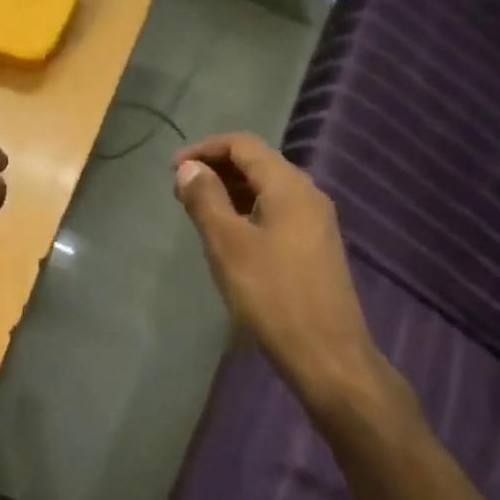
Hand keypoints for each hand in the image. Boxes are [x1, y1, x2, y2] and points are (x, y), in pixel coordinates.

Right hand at [173, 132, 383, 404]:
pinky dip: (248, 210)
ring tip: (198, 210)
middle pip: (257, 162)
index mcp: (288, 186)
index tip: (172, 170)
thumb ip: (205, 199)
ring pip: (267, 188)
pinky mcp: (315, 246)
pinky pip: (277, 211)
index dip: (204, 149)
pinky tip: (229, 234)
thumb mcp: (228, 244)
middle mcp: (307, 194)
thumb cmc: (272, 295)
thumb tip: (188, 168)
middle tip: (181, 191)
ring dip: (231, 190)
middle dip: (216, 168)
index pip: (243, 144)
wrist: (326, 354)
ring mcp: (316, 221)